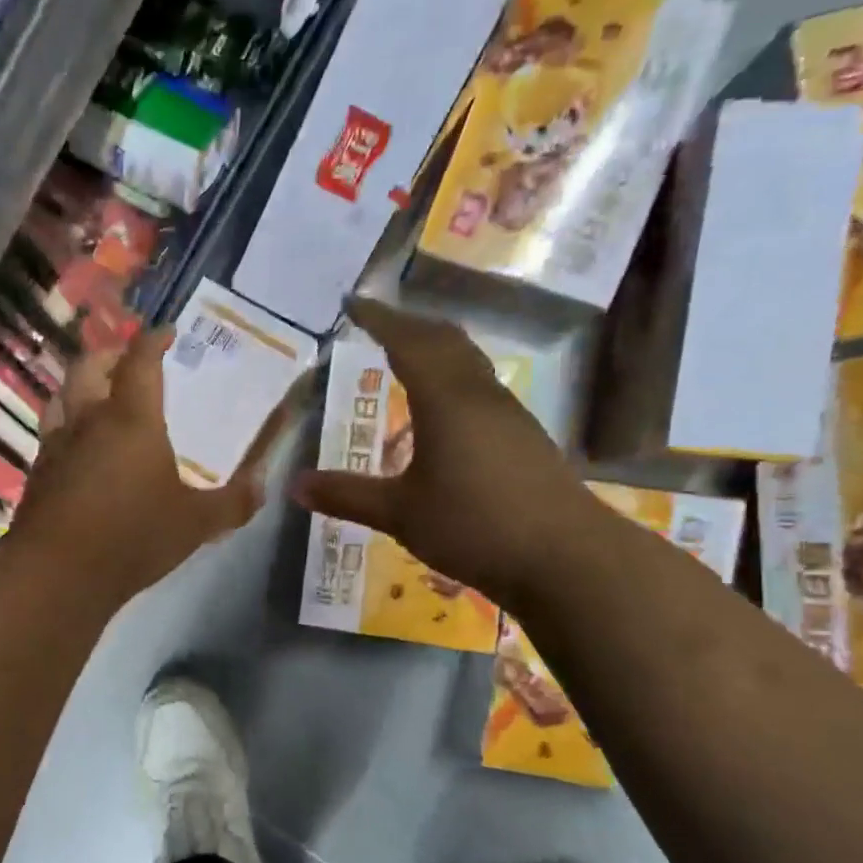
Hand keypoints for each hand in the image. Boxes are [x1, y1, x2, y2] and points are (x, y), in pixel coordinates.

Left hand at [6, 327, 259, 604]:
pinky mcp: (38, 472)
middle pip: (89, 366)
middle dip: (110, 354)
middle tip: (128, 360)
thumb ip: (234, 502)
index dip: (154, 340)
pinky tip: (79, 446)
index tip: (167, 333)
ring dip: (80, 385)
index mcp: (131, 419)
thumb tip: (262, 485)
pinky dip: (66, 423)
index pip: (141, 361)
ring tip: (99, 395)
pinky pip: (51, 431)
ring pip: (61, 395)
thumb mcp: (197, 524)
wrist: (57, 573)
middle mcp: (88, 420)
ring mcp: (56, 445)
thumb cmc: (133, 537)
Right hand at [290, 298, 603, 607]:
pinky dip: (452, 379)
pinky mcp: (524, 439)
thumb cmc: (476, 526)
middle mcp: (480, 396)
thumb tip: (294, 485)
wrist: (568, 558)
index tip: (353, 303)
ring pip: (468, 363)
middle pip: (445, 341)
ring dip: (435, 349)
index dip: (379, 319)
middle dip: (409, 325)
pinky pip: (480, 389)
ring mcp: (508, 416)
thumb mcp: (400, 514)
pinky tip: (441, 412)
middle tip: (377, 323)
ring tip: (405, 356)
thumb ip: (347, 495)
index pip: (408, 342)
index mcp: (446, 400)